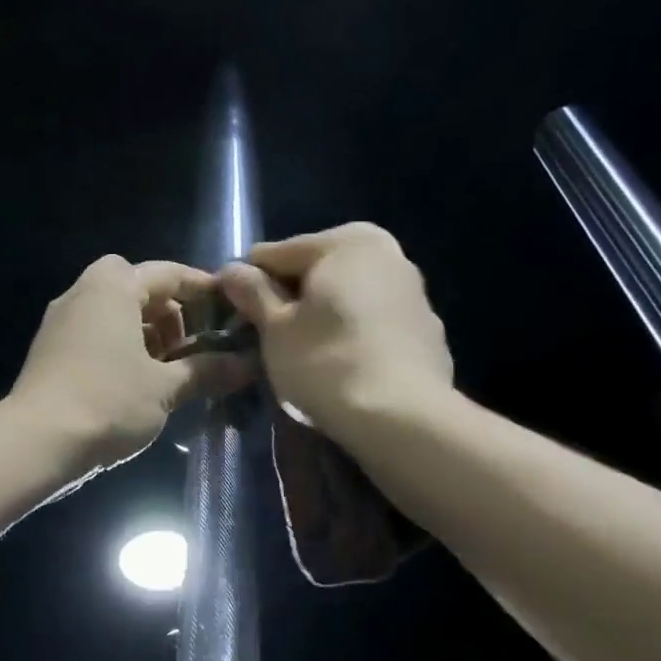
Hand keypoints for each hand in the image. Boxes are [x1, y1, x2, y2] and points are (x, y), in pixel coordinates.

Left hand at [8, 255, 256, 474]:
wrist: (36, 442)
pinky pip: (95, 334)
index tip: (229, 309)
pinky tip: (137, 383)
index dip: (203, 289)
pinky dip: (121, 347)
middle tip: (194, 346)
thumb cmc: (108, 402)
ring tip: (169, 369)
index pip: (169, 273)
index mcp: (113, 287)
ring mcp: (61, 321)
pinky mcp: (50, 349)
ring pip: (115, 312)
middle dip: (171, 313)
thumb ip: (208, 370)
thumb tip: (247, 365)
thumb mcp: (165, 388)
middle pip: (138, 288)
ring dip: (146, 333)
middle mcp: (83, 293)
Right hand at [220, 223, 452, 438]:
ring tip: (305, 359)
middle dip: (290, 301)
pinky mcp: (428, 331)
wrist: (403, 419)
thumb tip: (232, 270)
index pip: (275, 254)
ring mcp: (414, 292)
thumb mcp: (275, 329)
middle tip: (269, 342)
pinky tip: (344, 371)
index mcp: (347, 240)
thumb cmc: (327, 364)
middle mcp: (388, 253)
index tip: (234, 320)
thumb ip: (252, 292)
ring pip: (348, 298)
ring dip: (322, 319)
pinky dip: (354, 337)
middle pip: (316, 272)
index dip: (247, 286)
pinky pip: (374, 325)